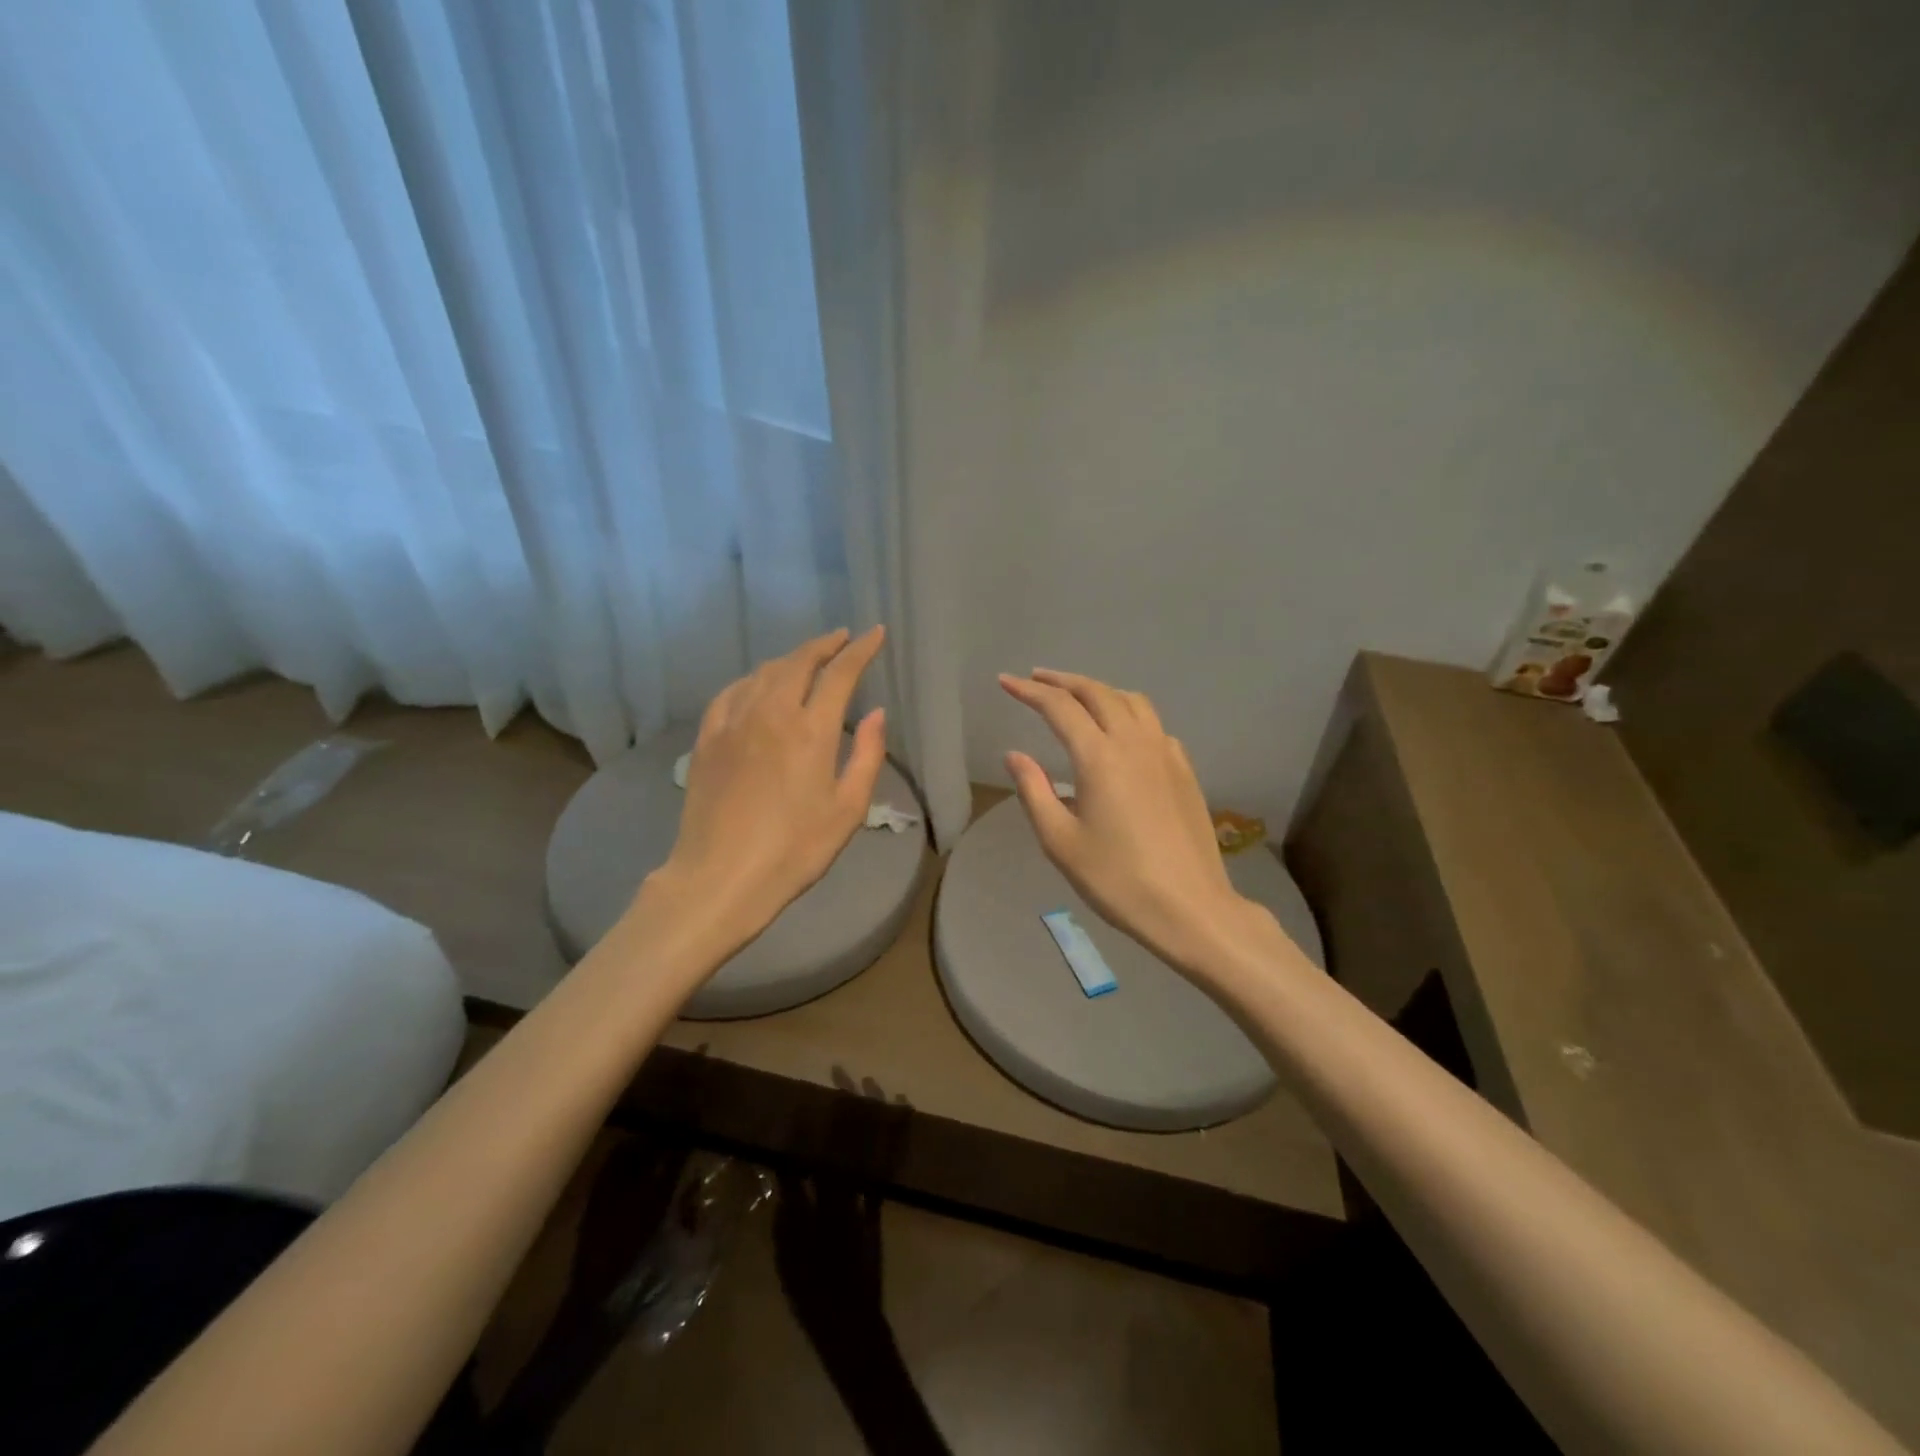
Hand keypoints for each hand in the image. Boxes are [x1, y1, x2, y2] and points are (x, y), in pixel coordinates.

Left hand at [650, 626, 887, 945]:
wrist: (721, 877)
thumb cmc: (795, 849)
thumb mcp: (848, 809)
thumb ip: (867, 755)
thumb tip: (877, 713)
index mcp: (811, 730)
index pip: (840, 673)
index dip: (860, 649)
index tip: (874, 634)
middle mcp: (772, 713)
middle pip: (799, 661)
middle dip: (824, 645)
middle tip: (842, 638)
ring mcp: (734, 722)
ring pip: (764, 672)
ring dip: (791, 659)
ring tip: (807, 659)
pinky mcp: (708, 738)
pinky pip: (732, 692)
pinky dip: (753, 679)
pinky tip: (758, 685)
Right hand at [999, 669, 1279, 975]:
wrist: (1190, 907)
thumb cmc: (1117, 879)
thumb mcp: (1061, 841)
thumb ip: (1034, 791)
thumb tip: (1015, 755)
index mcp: (1100, 757)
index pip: (1059, 707)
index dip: (1029, 691)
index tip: (1005, 681)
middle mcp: (1134, 743)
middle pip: (1097, 692)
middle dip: (1063, 681)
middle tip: (1037, 679)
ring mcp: (1165, 753)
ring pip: (1131, 701)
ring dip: (1099, 690)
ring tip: (1078, 697)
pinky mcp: (1184, 770)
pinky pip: (1153, 724)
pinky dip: (1129, 713)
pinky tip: (1122, 733)